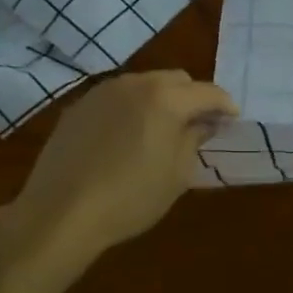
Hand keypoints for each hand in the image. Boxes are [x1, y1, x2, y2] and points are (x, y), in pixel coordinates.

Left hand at [6, 71, 236, 278]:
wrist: (60, 213)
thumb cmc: (131, 198)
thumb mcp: (177, 174)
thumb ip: (194, 140)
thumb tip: (203, 123)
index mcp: (166, 99)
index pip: (208, 92)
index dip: (225, 105)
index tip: (232, 120)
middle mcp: (135, 84)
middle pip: (177, 80)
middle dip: (193, 98)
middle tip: (199, 125)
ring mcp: (103, 92)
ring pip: (145, 84)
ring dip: (162, 100)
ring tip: (162, 130)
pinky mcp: (79, 107)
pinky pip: (117, 98)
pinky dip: (133, 109)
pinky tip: (128, 137)